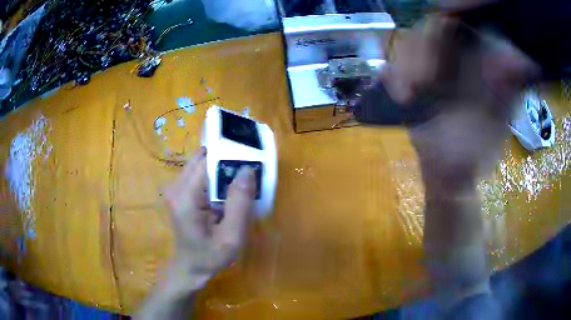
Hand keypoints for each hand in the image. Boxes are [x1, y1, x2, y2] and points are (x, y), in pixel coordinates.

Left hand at [164, 147, 255, 287]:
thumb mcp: (231, 236)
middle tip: (247, 172)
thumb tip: (247, 169)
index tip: (250, 160)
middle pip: (203, 159)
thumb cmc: (210, 256)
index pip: (208, 162)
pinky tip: (226, 191)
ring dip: (221, 168)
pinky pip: (199, 174)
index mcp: (186, 197)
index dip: (230, 157)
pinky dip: (215, 177)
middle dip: (226, 160)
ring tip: (240, 181)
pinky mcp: (180, 192)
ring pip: (202, 164)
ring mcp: (176, 188)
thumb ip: (239, 203)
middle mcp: (176, 186)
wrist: (190, 268)